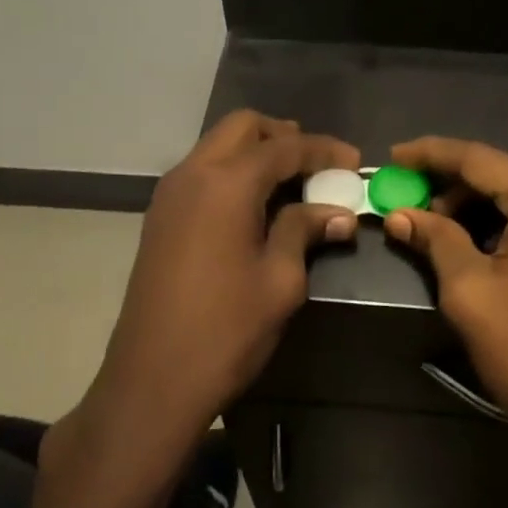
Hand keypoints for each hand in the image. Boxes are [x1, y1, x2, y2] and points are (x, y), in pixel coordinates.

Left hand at [85, 112, 359, 457]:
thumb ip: (304, 231)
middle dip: (283, 136)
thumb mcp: (279, 280)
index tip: (354, 161)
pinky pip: (202, 173)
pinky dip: (233, 172)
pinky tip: (257, 204)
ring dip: (255, 152)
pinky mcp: (160, 218)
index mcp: (225, 183)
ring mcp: (169, 195)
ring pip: (217, 146)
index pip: (283, 147)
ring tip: (292, 181)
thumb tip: (338, 214)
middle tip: (318, 162)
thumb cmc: (226, 330)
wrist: (152, 380)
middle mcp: (192, 174)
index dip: (323, 150)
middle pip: (241, 127)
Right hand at [382, 137, 507, 494]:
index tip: (393, 157)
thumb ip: (434, 239)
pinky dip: (504, 225)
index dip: (430, 154)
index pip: (480, 158)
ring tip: (433, 227)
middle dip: (451, 187)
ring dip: (476, 208)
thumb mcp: (469, 291)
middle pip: (503, 176)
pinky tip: (473, 242)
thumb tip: (400, 215)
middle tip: (408, 203)